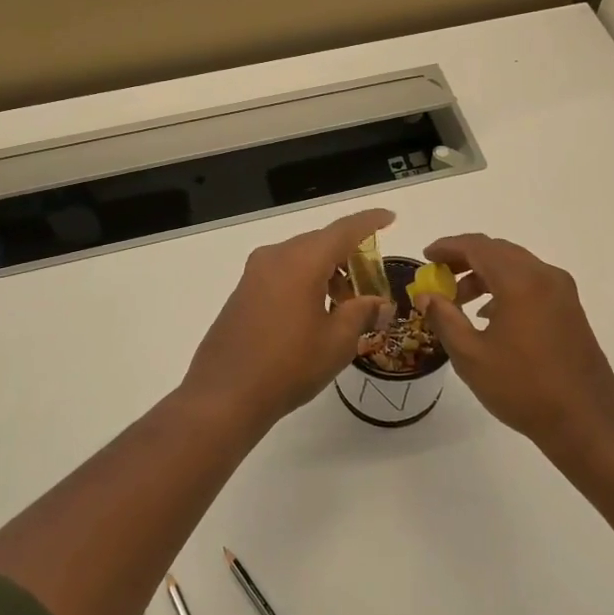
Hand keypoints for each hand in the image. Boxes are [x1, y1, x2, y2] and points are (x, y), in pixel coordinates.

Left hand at [182, 208, 396, 429]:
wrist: (224, 396)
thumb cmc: (288, 366)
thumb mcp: (337, 342)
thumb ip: (362, 313)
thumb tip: (380, 303)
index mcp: (301, 261)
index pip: (344, 230)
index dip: (369, 222)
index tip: (390, 218)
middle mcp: (276, 257)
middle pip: (321, 242)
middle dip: (349, 255)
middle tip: (371, 278)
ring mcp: (254, 274)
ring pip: (301, 258)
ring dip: (327, 271)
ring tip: (346, 304)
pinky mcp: (243, 292)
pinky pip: (283, 273)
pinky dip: (305, 281)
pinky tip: (316, 312)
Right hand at [416, 235, 613, 450]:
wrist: (586, 421)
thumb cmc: (523, 388)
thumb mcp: (471, 356)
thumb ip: (445, 318)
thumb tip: (426, 295)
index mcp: (521, 281)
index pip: (478, 247)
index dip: (448, 247)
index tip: (426, 257)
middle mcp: (545, 276)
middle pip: (498, 252)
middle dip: (465, 259)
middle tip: (439, 276)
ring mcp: (562, 292)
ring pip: (516, 267)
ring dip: (485, 275)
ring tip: (459, 300)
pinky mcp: (570, 309)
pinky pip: (532, 283)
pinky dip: (506, 287)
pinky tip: (491, 316)